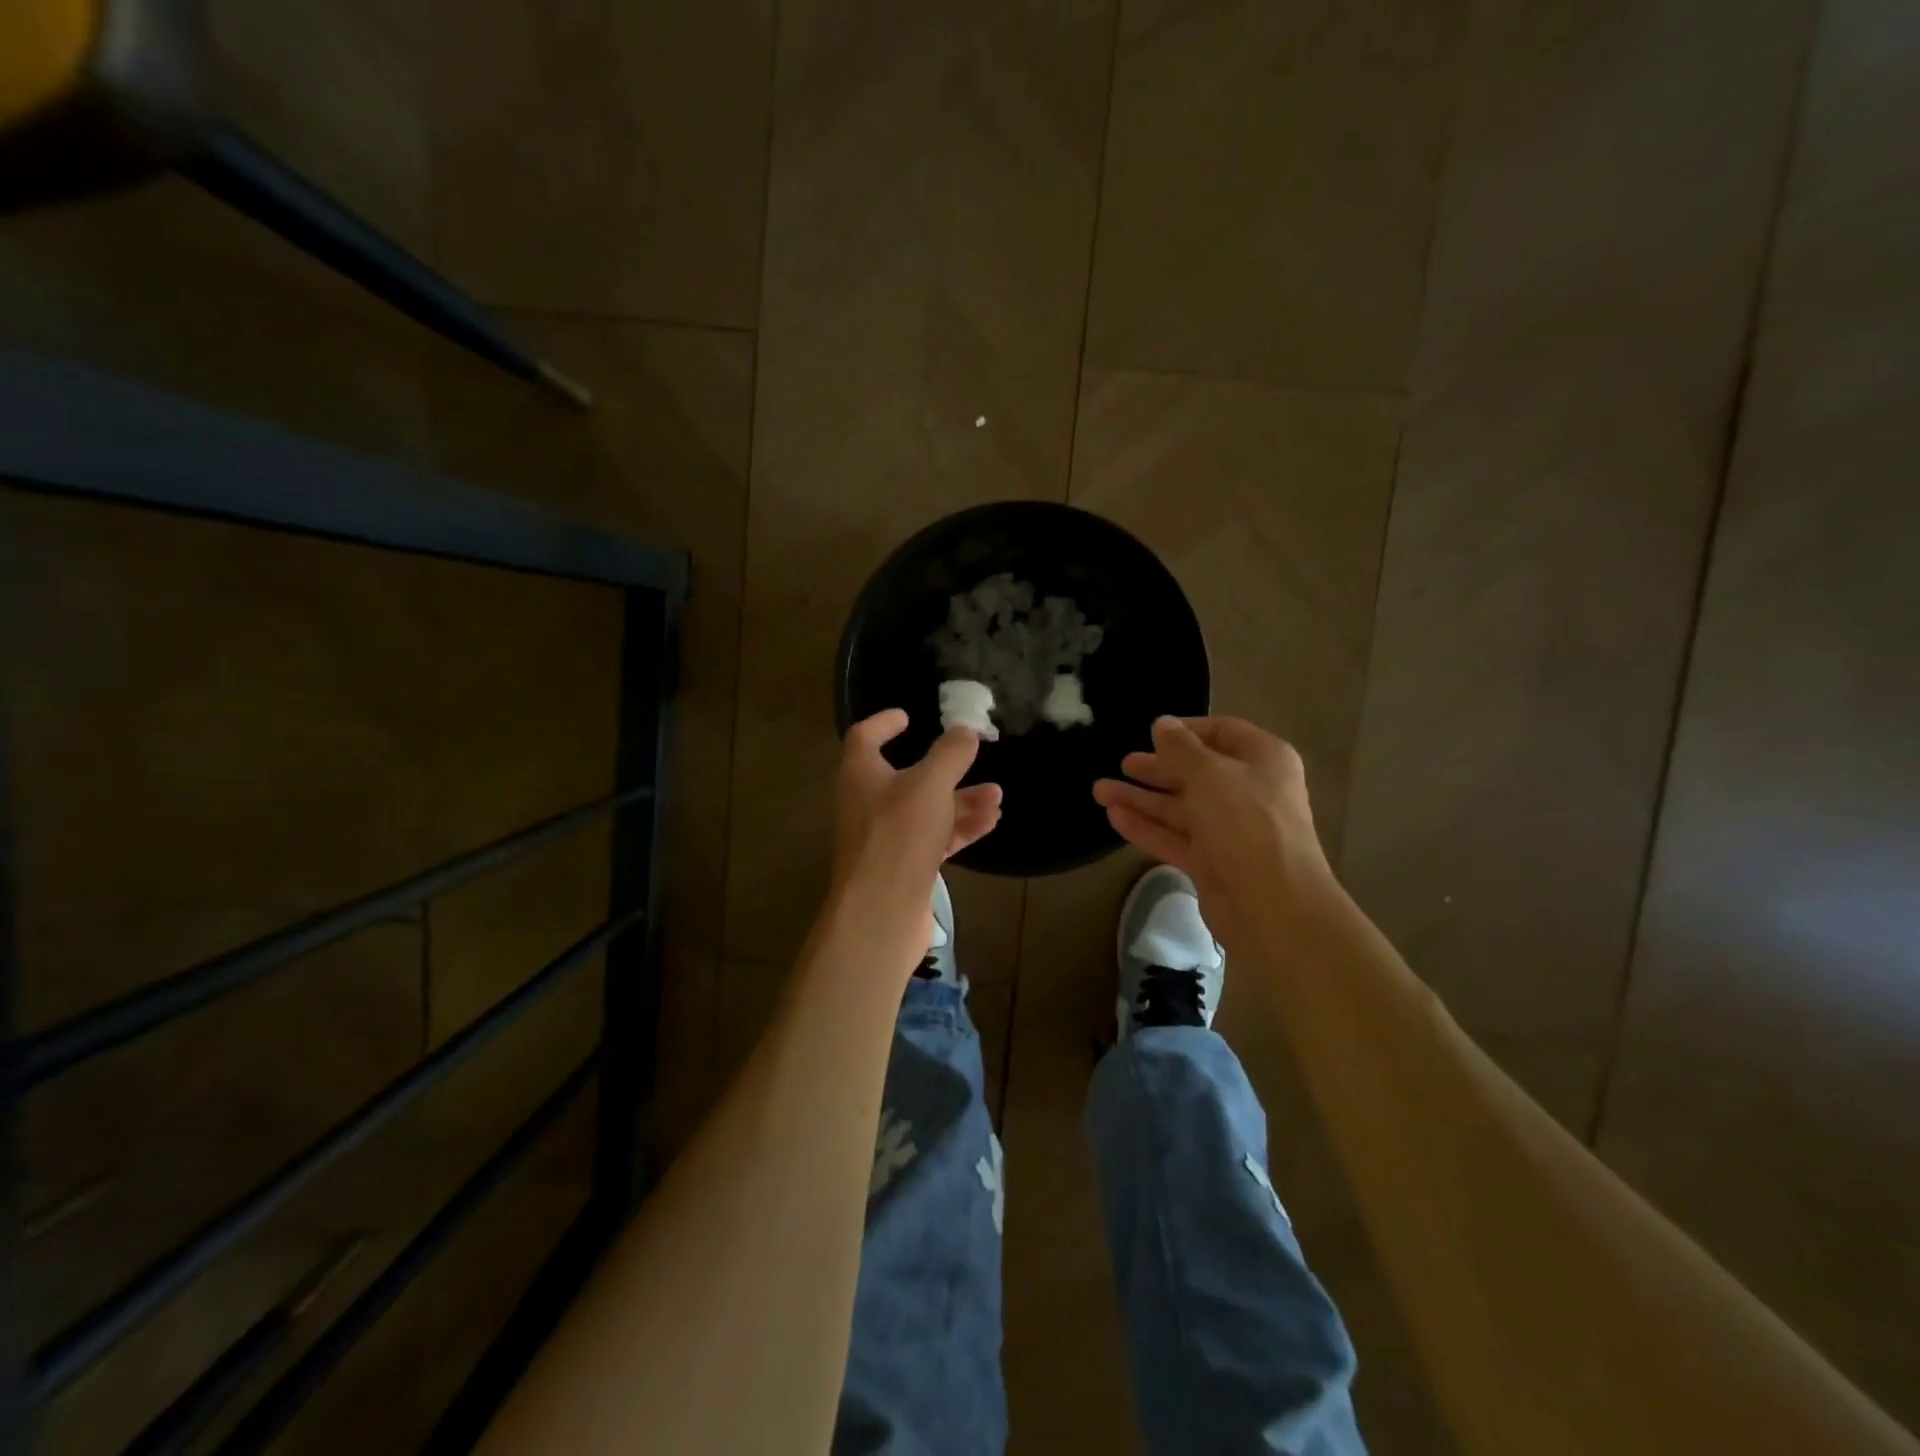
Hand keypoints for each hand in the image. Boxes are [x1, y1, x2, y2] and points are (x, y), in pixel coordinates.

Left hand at [830, 710, 1002, 948]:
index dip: (885, 723)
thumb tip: (965, 731)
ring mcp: (885, 838)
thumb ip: (950, 753)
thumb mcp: (930, 784)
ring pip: (927, 810)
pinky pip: (934, 838)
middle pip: (907, 777)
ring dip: (961, 801)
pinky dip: (959, 828)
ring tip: (996, 797)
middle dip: (945, 770)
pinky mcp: (903, 867)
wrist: (882, 911)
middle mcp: (868, 803)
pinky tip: (989, 824)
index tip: (908, 715)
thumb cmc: (898, 836)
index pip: (866, 737)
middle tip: (974, 759)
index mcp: (861, 775)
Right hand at [1093, 716, 1330, 949]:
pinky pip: (1174, 837)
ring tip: (1099, 790)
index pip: (1223, 732)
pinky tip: (1114, 817)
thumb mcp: (1209, 773)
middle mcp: (1248, 791)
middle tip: (1124, 763)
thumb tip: (1163, 723)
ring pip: (1180, 807)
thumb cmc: (1246, 822)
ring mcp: (1229, 830)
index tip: (1152, 732)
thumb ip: (1180, 747)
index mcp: (1262, 760)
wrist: (1272, 903)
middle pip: (1197, 772)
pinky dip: (1146, 827)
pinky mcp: (1211, 862)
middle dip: (1158, 768)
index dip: (1187, 730)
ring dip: (1142, 798)